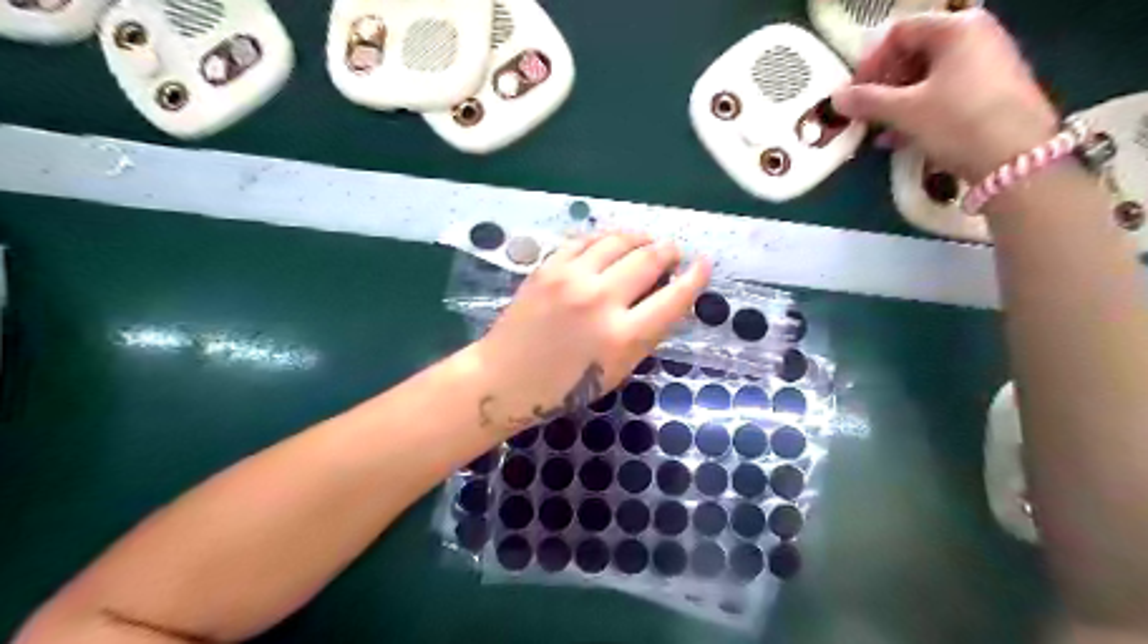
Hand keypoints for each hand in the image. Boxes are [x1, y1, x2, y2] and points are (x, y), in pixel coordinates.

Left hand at [472, 234, 709, 434]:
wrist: (504, 378)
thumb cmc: (563, 387)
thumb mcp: (616, 371)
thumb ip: (644, 335)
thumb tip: (665, 299)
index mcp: (623, 337)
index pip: (674, 298)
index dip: (695, 278)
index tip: (703, 265)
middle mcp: (601, 301)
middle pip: (649, 260)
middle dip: (668, 252)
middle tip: (672, 252)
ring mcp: (572, 279)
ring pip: (619, 241)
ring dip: (640, 238)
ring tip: (646, 241)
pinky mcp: (548, 268)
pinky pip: (585, 241)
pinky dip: (604, 240)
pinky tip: (610, 244)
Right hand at [837, 7, 1055, 181]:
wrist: (1015, 159)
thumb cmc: (957, 122)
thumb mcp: (905, 111)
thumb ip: (867, 101)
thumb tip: (836, 97)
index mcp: (957, 28)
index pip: (900, 32)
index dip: (870, 61)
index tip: (854, 92)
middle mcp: (976, 37)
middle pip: (914, 53)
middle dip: (883, 84)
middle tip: (865, 111)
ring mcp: (987, 64)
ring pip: (927, 77)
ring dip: (896, 102)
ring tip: (879, 130)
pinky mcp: (991, 92)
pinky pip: (944, 93)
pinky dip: (918, 111)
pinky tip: (900, 138)